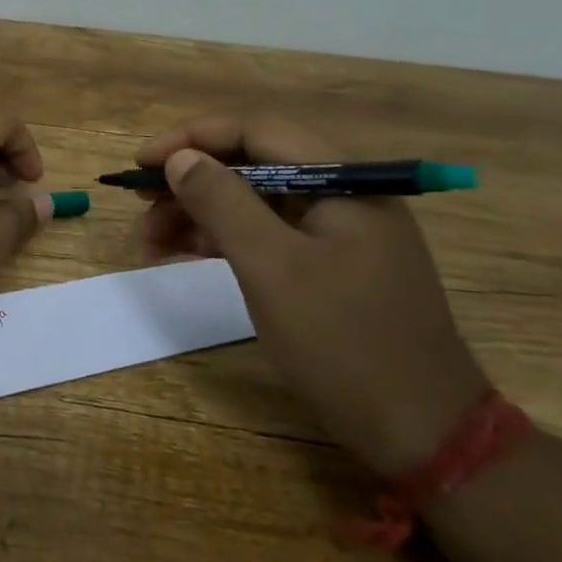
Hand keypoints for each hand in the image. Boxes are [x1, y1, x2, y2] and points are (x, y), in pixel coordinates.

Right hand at [137, 115, 488, 477]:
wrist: (420, 430)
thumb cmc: (343, 342)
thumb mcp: (272, 268)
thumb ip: (223, 203)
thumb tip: (180, 158)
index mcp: (342, 180)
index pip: (256, 131)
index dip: (192, 139)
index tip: (142, 162)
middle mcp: (342, 194)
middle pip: (253, 165)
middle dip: (191, 181)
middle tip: (141, 206)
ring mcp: (338, 232)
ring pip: (255, 201)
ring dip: (200, 213)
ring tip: (150, 240)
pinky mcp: (329, 265)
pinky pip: (267, 234)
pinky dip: (224, 240)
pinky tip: (185, 254)